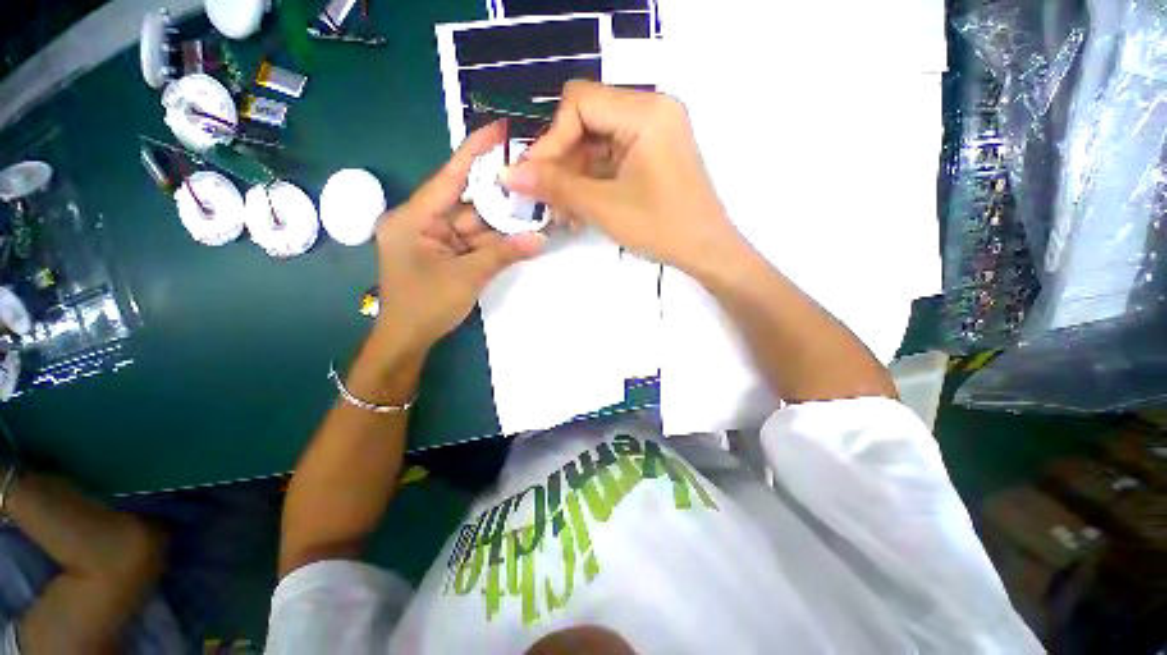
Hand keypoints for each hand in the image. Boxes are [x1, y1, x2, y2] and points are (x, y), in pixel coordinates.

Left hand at [374, 121, 544, 348]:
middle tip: (531, 178)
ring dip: (502, 222)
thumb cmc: (425, 307)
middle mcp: (422, 221)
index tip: (498, 130)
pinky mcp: (444, 252)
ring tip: (534, 208)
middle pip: (466, 201)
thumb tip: (541, 239)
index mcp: (413, 219)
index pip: (448, 177)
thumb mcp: (467, 278)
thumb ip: (503, 255)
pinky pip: (473, 240)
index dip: (474, 152)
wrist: (408, 339)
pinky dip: (495, 240)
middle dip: (499, 194)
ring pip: (474, 223)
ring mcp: (434, 237)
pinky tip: (520, 233)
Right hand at [501, 80, 743, 273]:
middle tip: (546, 201)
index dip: (551, 139)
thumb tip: (508, 174)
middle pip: (587, 123)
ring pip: (597, 145)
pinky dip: (593, 183)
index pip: (579, 103)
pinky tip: (580, 211)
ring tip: (563, 214)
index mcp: (645, 111)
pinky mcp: (653, 155)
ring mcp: (653, 134)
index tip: (533, 177)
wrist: (707, 252)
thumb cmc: (661, 227)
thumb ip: (555, 186)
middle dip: (562, 164)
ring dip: (575, 178)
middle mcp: (651, 111)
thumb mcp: (603, 206)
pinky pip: (612, 160)